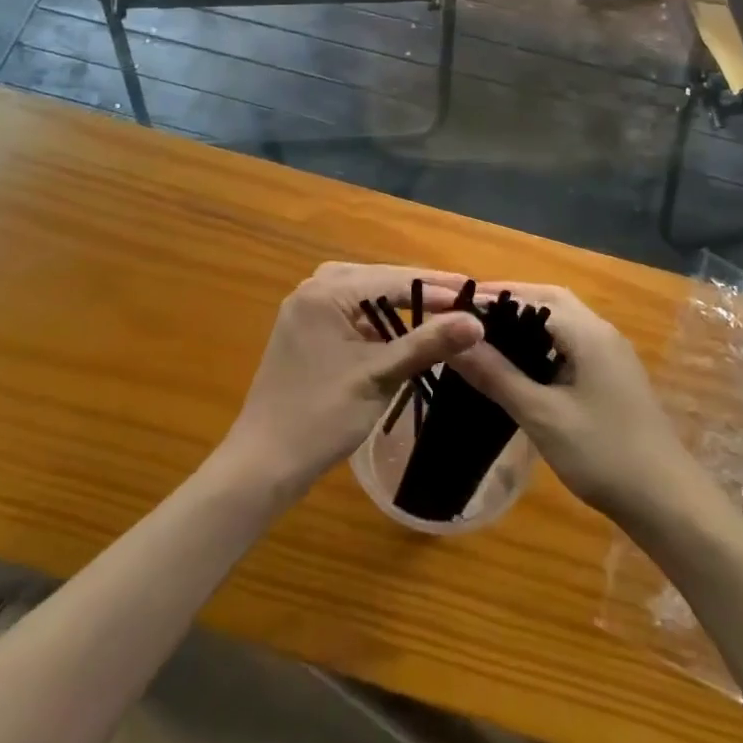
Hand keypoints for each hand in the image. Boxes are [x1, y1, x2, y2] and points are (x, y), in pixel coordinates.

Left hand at [223, 264, 482, 495]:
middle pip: (379, 281)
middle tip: (466, 297)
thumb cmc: (321, 416)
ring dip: (402, 305)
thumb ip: (427, 344)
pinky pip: (352, 315)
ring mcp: (307, 310)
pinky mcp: (307, 332)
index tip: (478, 292)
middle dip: (422, 291)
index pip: (393, 279)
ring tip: (444, 309)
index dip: (438, 287)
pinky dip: (380, 322)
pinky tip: (404, 331)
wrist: (264, 463)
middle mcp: (312, 289)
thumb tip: (476, 323)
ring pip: (366, 297)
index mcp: (325, 291)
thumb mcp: (379, 376)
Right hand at [448, 284, 698, 526]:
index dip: (492, 297)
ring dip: (527, 321)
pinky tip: (523, 366)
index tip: (453, 305)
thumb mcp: (541, 415)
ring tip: (487, 337)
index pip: (531, 296)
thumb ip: (496, 375)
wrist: (668, 502)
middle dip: (510, 302)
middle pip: (550, 300)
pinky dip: (543, 342)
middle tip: (469, 316)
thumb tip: (454, 341)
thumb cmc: (602, 454)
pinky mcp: (613, 376)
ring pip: (563, 322)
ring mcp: (611, 354)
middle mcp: (601, 332)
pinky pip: (572, 343)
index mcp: (587, 332)